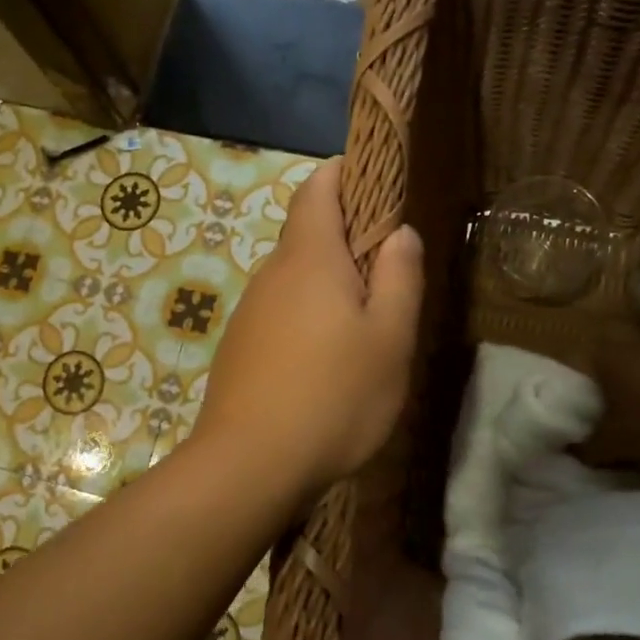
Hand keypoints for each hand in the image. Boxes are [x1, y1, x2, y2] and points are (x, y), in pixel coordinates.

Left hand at [189, 159, 423, 503]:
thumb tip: (399, 232)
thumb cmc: (333, 397)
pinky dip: (306, 318)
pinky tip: (324, 362)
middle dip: (346, 238)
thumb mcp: (389, 339)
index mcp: (309, 258)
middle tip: (388, 274)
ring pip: (294, 278)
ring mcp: (250, 311)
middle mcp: (272, 274)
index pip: (318, 188)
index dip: (345, 174)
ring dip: (327, 285)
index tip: (377, 186)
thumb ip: (400, 278)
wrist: (248, 465)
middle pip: (306, 232)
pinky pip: (279, 313)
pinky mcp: (240, 347)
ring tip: (363, 327)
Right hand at [580, 327, 639, 490]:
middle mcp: (638, 344)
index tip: (569, 405)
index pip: (577, 359)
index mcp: (608, 353)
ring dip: (637, 395)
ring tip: (632, 425)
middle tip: (598, 417)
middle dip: (606, 388)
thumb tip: (569, 451)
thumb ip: (585, 446)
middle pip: (611, 364)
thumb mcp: (610, 444)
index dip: (571, 382)